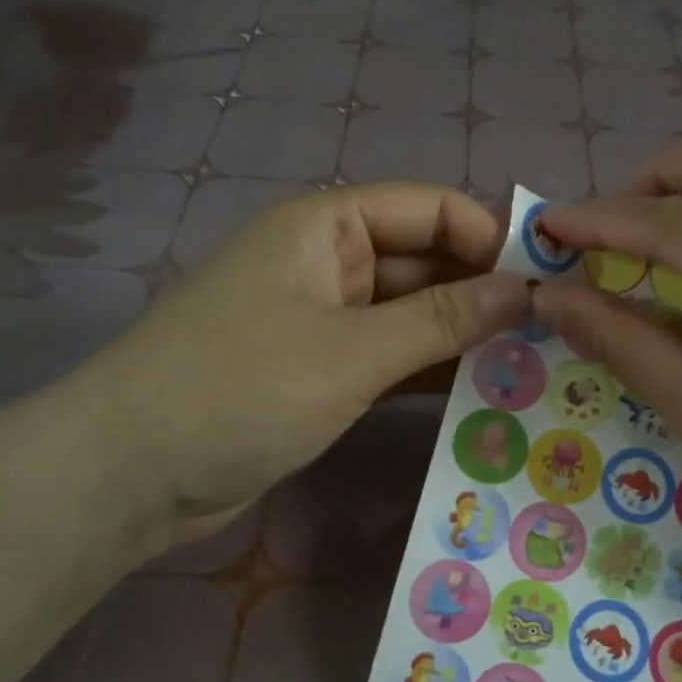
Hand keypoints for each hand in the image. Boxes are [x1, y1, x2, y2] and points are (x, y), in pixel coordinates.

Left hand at [65, 182, 527, 547]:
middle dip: (481, 292)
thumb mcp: (351, 351)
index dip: (488, 238)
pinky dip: (426, 372)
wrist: (131, 472)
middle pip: (422, 262)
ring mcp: (321, 321)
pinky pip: (387, 358)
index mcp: (326, 227)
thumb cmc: (241, 390)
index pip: (429, 209)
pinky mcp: (317, 372)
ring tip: (530, 366)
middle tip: (550, 334)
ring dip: (459, 337)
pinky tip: (478, 395)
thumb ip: (441, 320)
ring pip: (408, 315)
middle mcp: (326, 263)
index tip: (545, 282)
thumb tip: (523, 290)